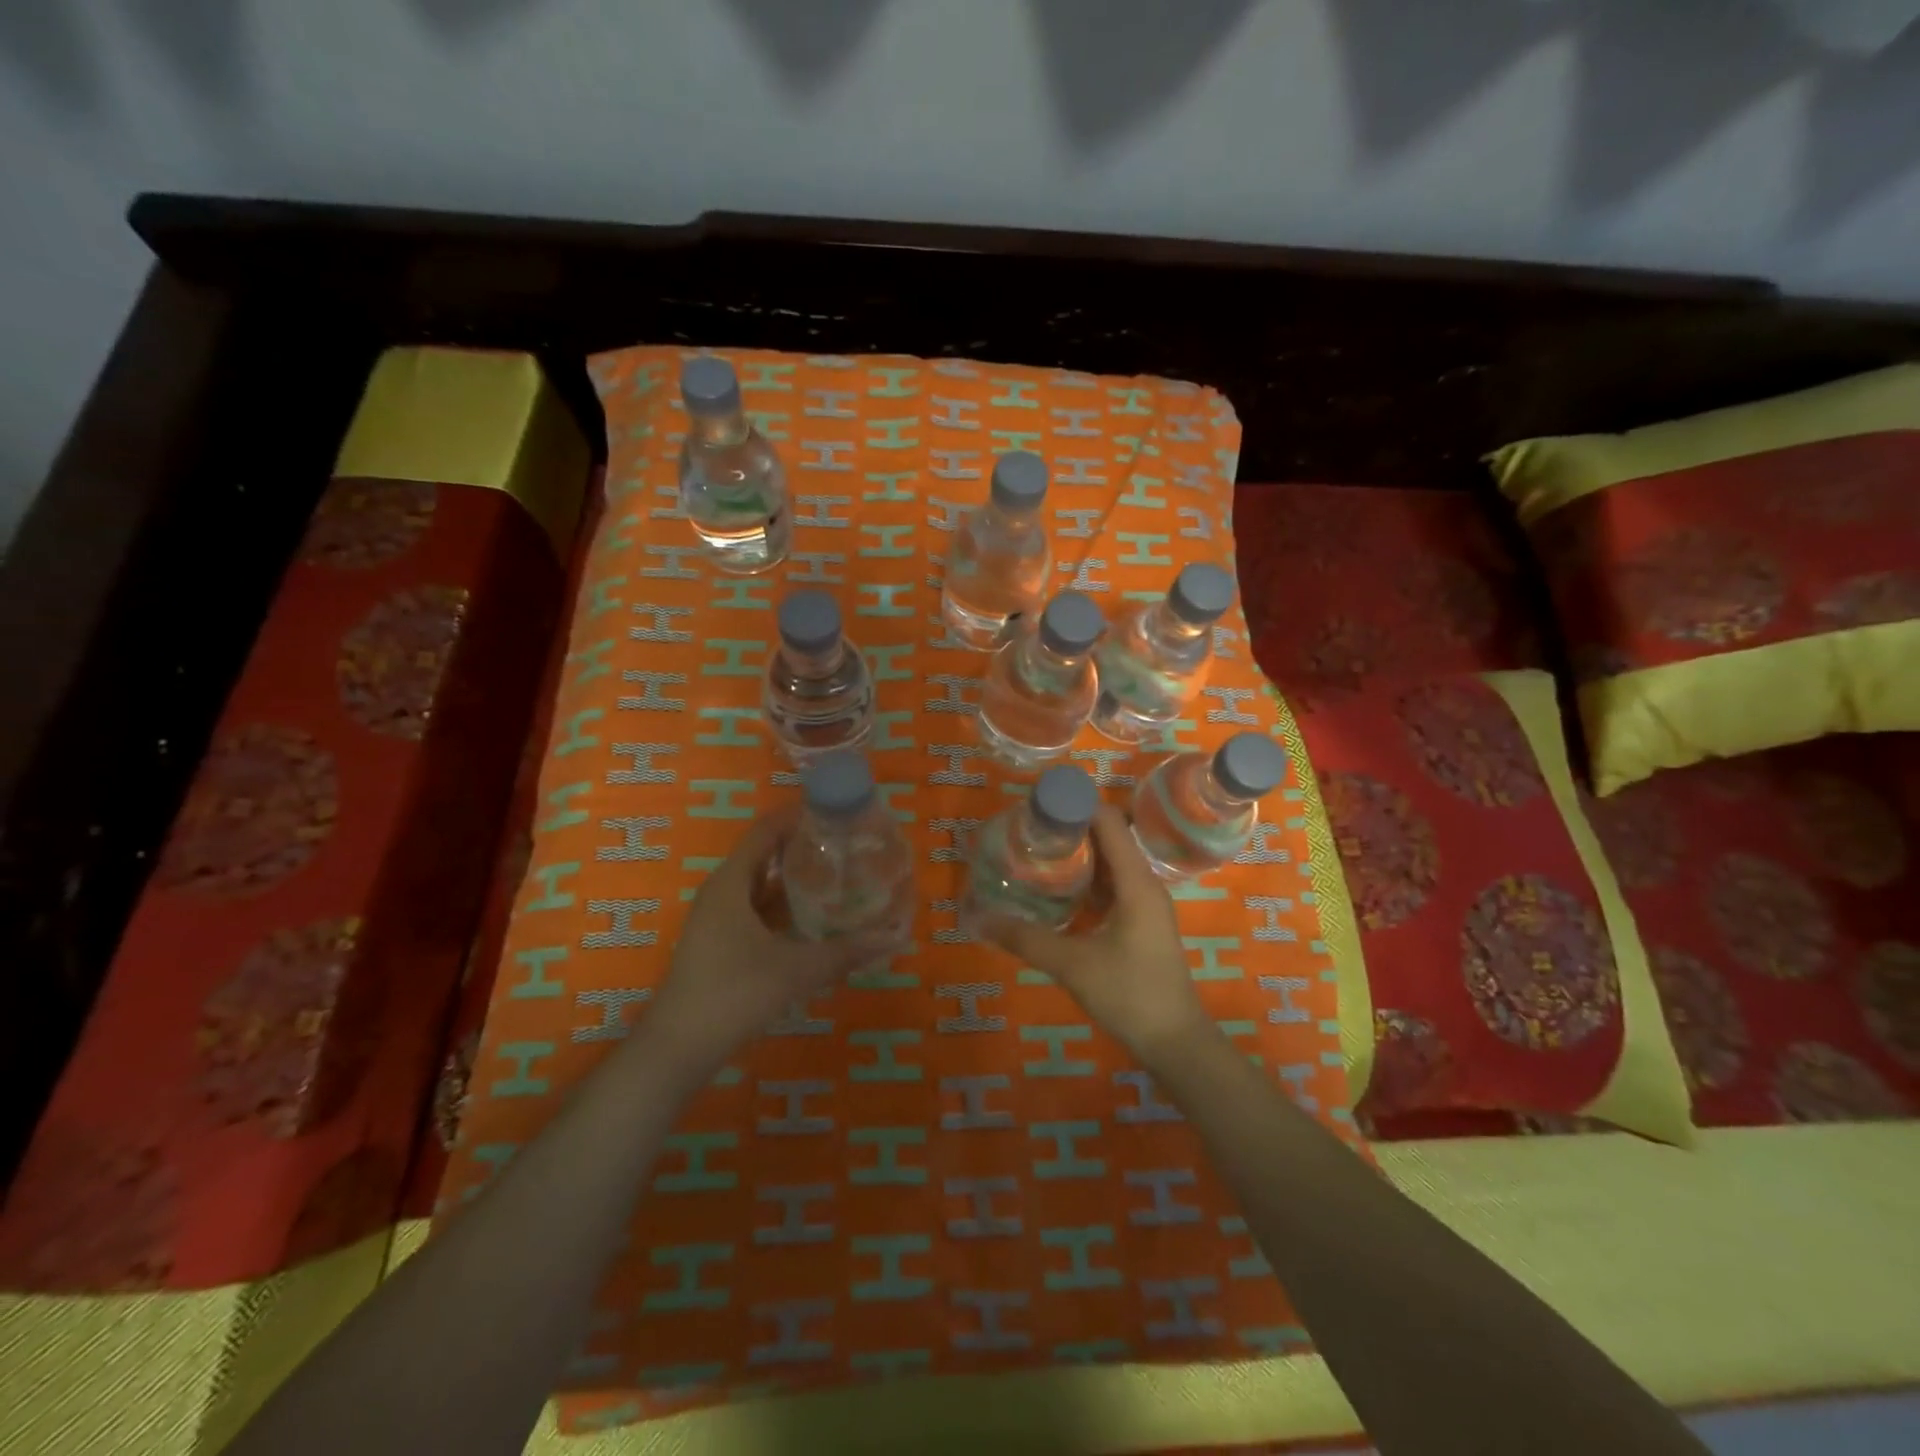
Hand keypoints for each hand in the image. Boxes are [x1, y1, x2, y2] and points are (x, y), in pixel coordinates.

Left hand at [644, 807, 907, 1068]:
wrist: (678, 1049)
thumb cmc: (733, 993)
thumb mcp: (795, 970)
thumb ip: (846, 952)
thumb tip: (895, 937)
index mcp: (731, 882)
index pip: (766, 830)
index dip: (798, 816)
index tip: (836, 812)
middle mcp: (722, 892)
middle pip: (764, 855)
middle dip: (803, 848)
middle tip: (847, 845)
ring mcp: (718, 920)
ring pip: (761, 887)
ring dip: (794, 880)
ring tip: (838, 876)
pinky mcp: (720, 944)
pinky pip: (756, 911)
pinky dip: (784, 908)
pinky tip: (814, 920)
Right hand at [980, 804, 1212, 1064]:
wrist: (1176, 1043)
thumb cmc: (1130, 996)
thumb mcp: (1072, 965)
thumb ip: (1025, 939)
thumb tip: (978, 919)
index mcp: (1136, 882)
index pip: (1108, 821)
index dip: (1075, 805)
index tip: (1036, 806)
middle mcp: (1144, 884)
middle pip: (1108, 838)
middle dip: (1069, 829)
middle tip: (1026, 832)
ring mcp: (1145, 904)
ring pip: (1109, 863)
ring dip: (1077, 856)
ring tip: (1036, 855)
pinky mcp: (1141, 923)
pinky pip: (1112, 886)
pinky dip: (1085, 881)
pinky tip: (1057, 893)